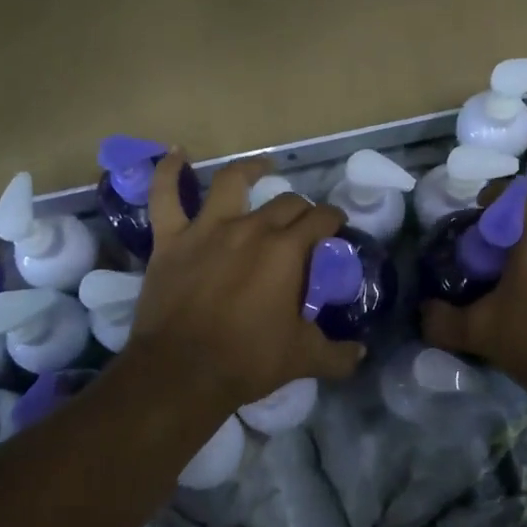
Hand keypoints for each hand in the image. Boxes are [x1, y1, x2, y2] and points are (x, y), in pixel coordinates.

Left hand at [127, 152, 366, 412]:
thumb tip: (361, 353)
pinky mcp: (171, 239)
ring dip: (251, 170)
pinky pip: (165, 196)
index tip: (336, 226)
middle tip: (304, 223)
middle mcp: (251, 228)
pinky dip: (168, 172)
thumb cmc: (247, 361)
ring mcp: (207, 229)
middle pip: (285, 203)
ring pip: (232, 182)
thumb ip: (337, 354)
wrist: (182, 372)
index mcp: (286, 251)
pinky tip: (175, 154)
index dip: (333, 219)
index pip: (320, 220)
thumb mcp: (303, 359)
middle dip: (301, 208)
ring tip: (262, 167)